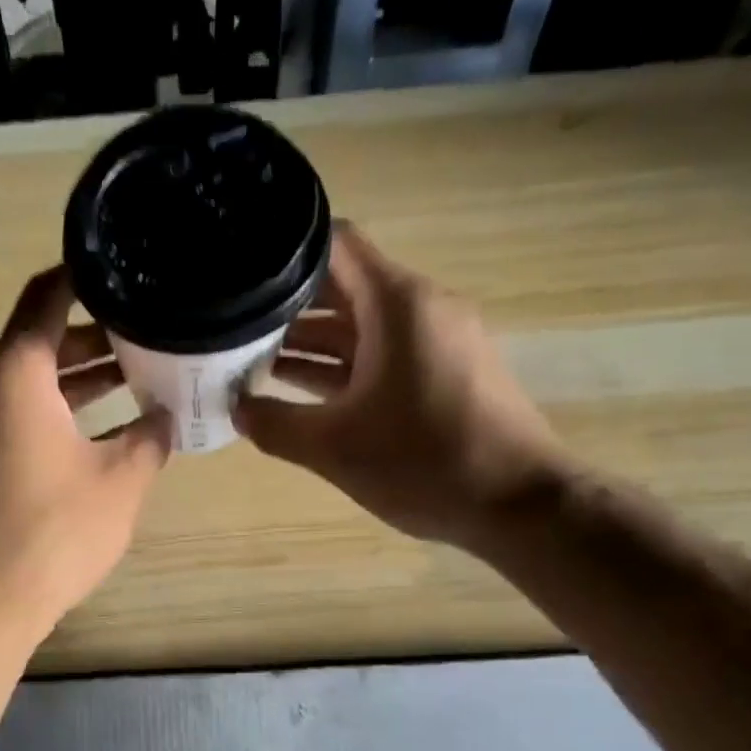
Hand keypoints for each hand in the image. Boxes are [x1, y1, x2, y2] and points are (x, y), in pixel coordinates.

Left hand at [0, 266, 171, 639]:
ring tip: (140, 374)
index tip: (126, 267)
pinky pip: (22, 415)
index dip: (86, 275)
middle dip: (97, 332)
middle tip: (151, 329)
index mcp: (16, 373)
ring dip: (82, 376)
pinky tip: (105, 428)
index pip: (48, 296)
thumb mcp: (121, 480)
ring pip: (34, 381)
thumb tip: (165, 417)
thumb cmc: (54, 531)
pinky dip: (62, 410)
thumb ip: (150, 437)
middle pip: (42, 338)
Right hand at [234, 222, 568, 547]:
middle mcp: (420, 308)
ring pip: (361, 327)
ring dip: (311, 343)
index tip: (241, 275)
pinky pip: (383, 355)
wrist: (518, 505)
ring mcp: (436, 341)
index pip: (334, 245)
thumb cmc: (424, 463)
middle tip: (233, 327)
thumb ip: (275, 425)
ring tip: (252, 361)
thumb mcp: (334, 448)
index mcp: (397, 304)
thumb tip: (236, 410)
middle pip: (343, 288)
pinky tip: (299, 392)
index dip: (283, 254)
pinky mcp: (444, 373)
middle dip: (287, 307)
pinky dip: (343, 368)